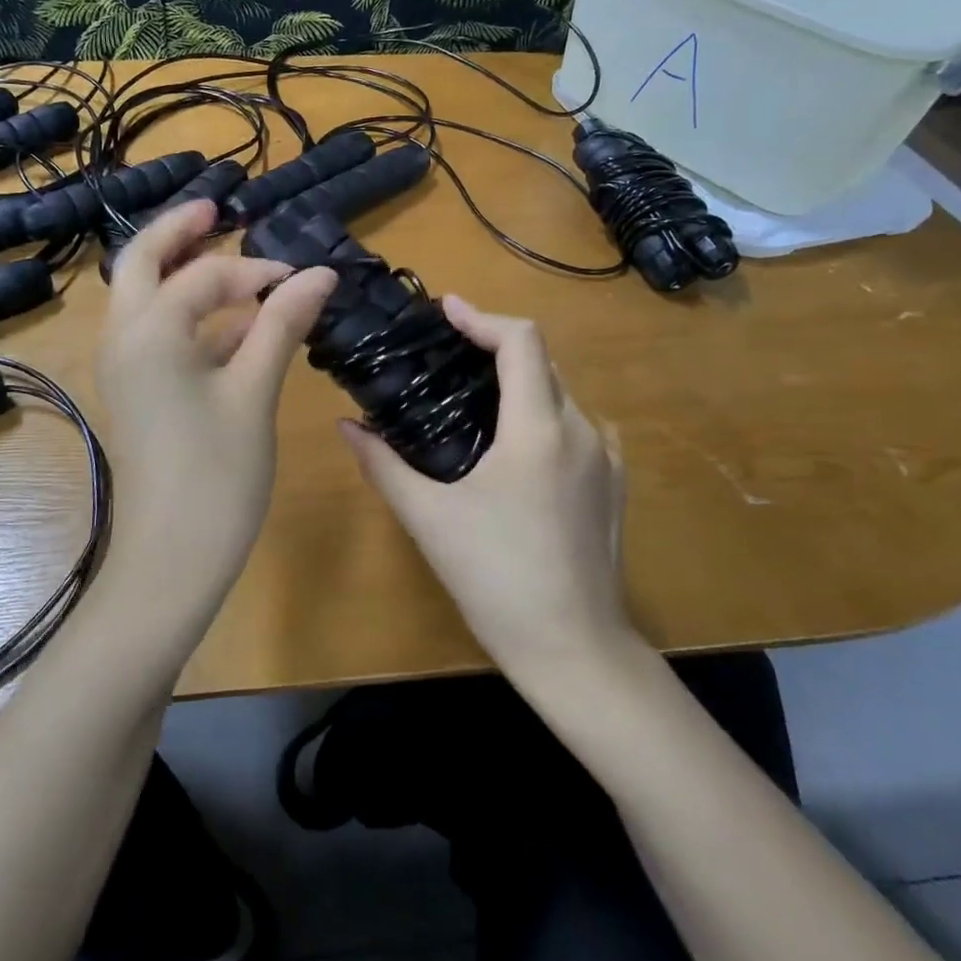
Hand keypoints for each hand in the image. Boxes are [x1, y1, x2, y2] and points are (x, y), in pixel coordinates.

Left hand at [96, 199, 336, 632]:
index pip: (205, 275)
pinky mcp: (137, 391)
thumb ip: (281, 325)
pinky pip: (157, 334)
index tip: (304, 279)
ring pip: (145, 297)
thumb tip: (321, 273)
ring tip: (230, 258)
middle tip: (217, 208)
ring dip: (182, 272)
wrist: (170, 560)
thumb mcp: (254, 392)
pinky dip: (191, 317)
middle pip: (141, 261)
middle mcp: (124, 338)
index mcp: (148, 331)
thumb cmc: (216, 475)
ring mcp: (125, 366)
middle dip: (179, 231)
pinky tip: (236, 327)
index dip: (257, 270)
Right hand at [340, 296, 633, 676]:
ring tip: (471, 396)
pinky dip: (541, 414)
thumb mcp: (429, 519)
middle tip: (445, 354)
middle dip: (494, 346)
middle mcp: (582, 431)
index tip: (445, 309)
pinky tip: (511, 446)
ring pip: (561, 394)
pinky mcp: (614, 484)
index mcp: (539, 430)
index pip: (522, 342)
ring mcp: (607, 458)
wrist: (576, 651)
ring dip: (518, 382)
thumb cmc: (497, 580)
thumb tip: (346, 426)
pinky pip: (577, 426)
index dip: (482, 317)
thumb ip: (383, 465)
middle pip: (542, 362)